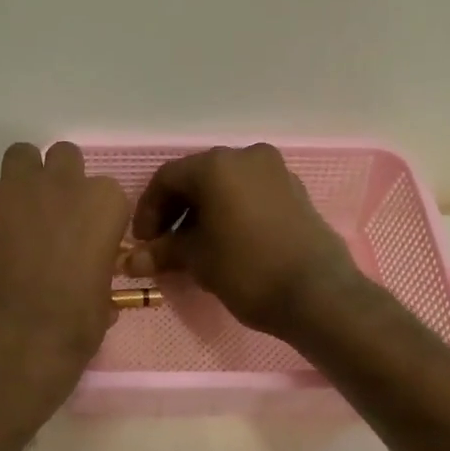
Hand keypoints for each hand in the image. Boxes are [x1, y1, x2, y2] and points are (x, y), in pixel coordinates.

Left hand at [0, 142, 129, 405]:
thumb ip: (97, 277)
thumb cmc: (75, 325)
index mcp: (104, 204)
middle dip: (58, 179)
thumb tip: (91, 284)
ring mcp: (17, 187)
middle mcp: (64, 183)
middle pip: (64, 157)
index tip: (86, 237)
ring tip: (13, 215)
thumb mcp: (102, 301)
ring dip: (19, 180)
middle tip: (50, 215)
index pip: (106, 192)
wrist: (18, 338)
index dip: (94, 214)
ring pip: (20, 156)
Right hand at [125, 144, 363, 337]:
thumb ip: (163, 252)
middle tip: (165, 246)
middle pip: (197, 178)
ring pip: (226, 186)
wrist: (317, 294)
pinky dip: (231, 213)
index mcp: (217, 165)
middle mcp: (247, 156)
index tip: (143, 243)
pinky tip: (226, 243)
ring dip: (204, 213)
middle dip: (176, 212)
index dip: (147, 211)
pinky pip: (251, 195)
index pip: (166, 179)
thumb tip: (132, 261)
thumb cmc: (247, 270)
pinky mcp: (295, 192)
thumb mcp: (197, 261)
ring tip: (194, 249)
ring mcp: (276, 172)